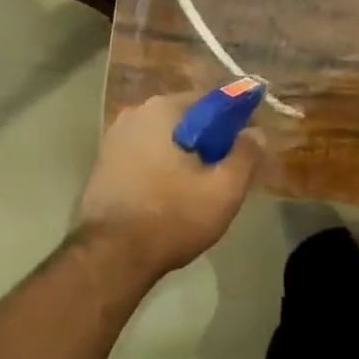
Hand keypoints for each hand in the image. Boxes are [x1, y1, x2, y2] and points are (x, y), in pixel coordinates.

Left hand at [76, 93, 265, 280]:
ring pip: (163, 138)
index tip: (245, 146)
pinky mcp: (102, 162)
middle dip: (206, 140)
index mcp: (163, 109)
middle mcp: (135, 113)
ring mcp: (114, 138)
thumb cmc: (171, 217)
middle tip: (223, 172)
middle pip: (185, 119)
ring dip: (181, 154)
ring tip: (196, 188)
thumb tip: (256, 133)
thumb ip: (245, 156)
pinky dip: (159, 166)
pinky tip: (168, 195)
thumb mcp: (223, 190)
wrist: (110, 257)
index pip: (211, 101)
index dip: (234, 122)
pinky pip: (143, 154)